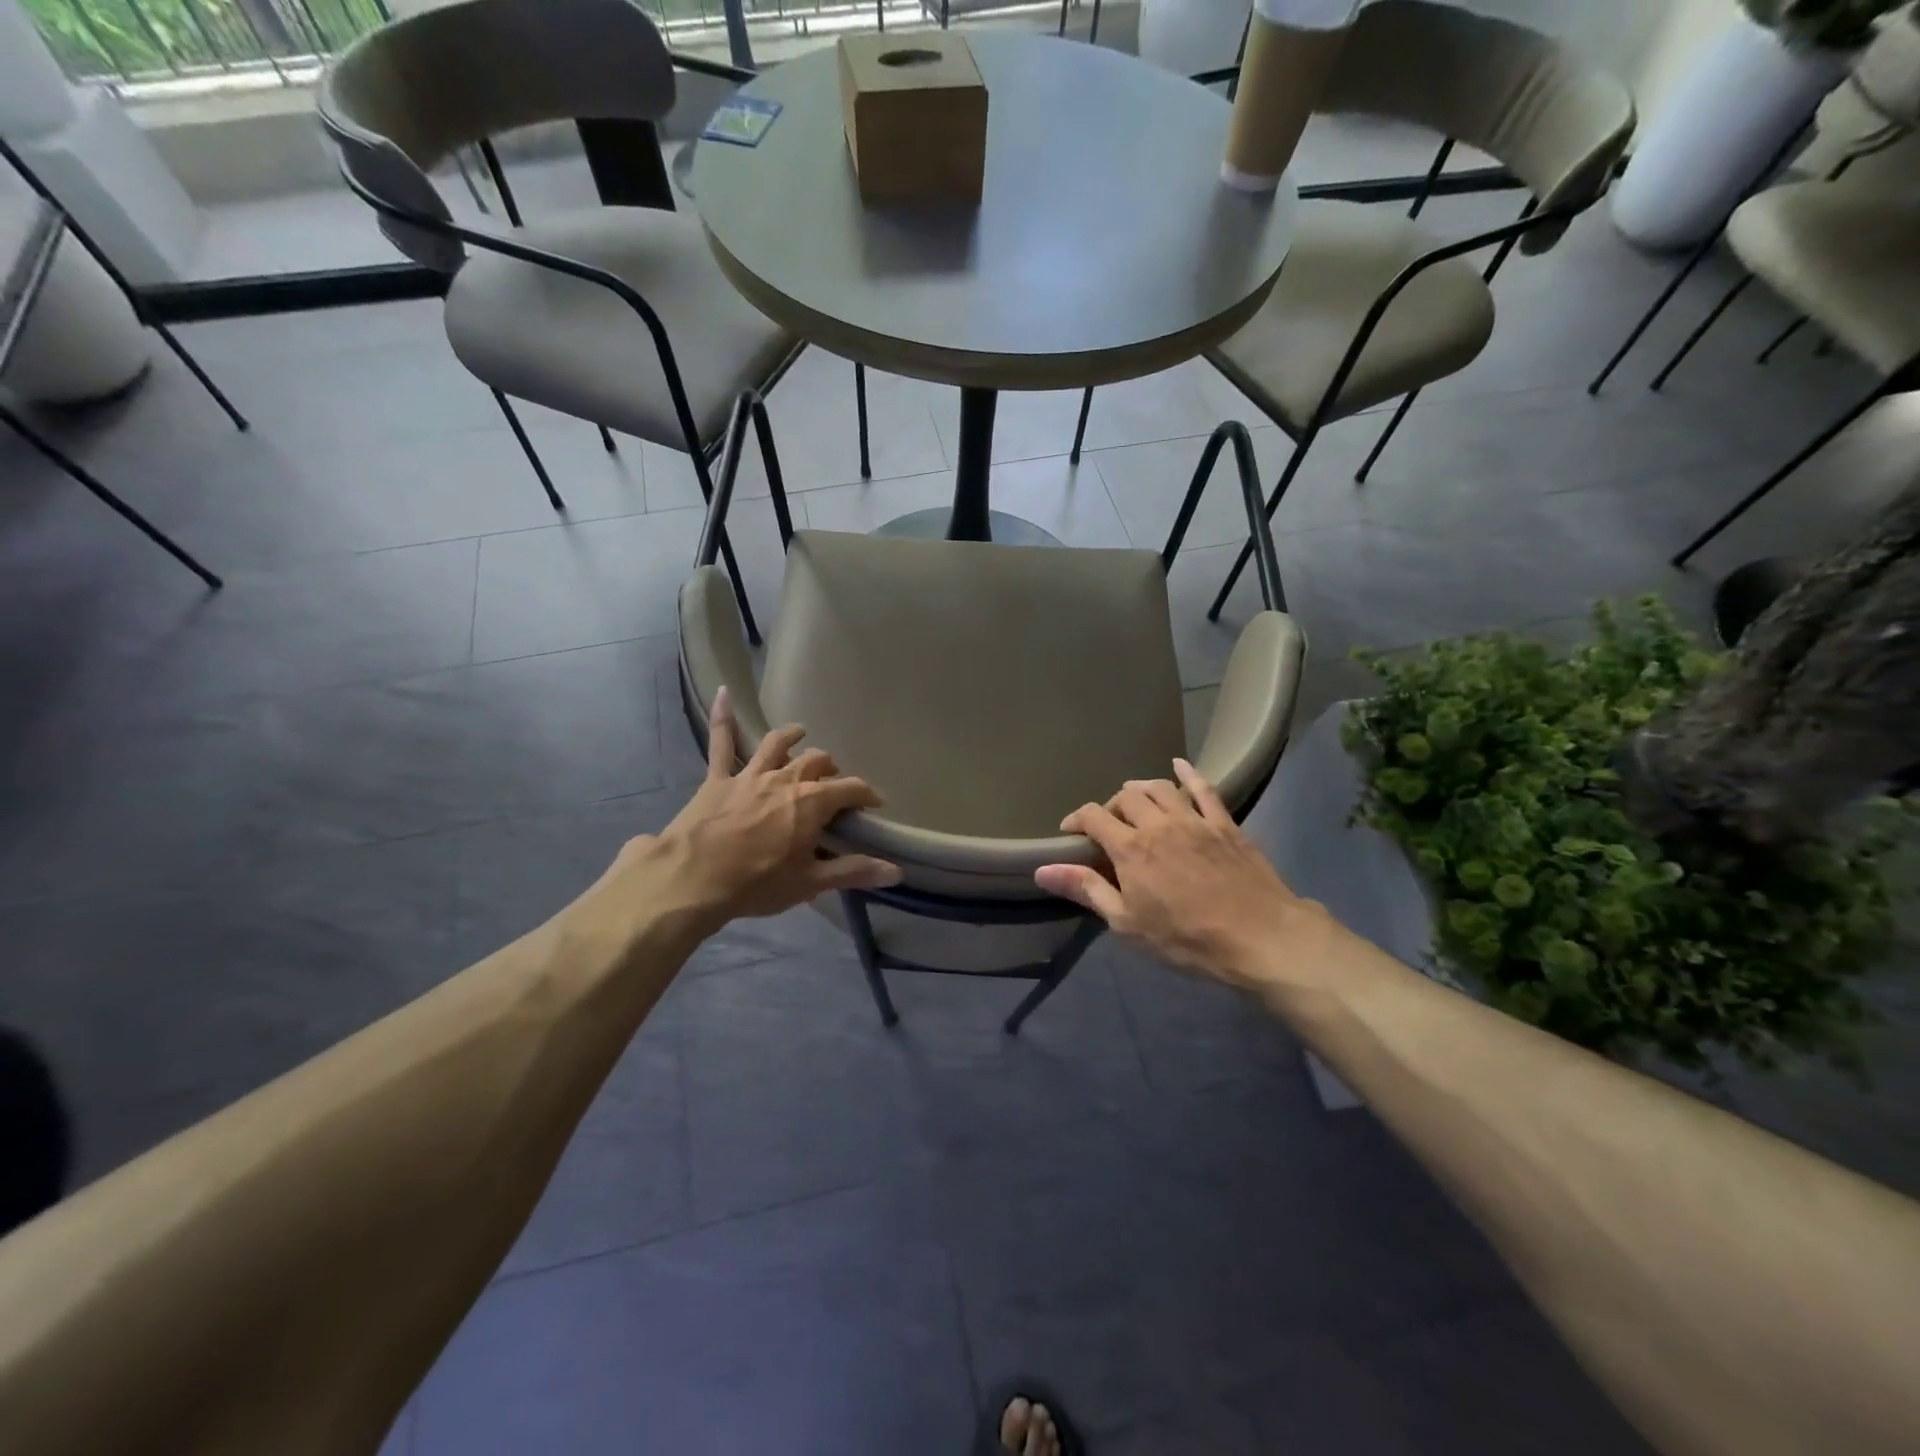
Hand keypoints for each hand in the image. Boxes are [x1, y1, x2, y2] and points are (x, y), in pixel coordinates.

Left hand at [633, 688, 900, 929]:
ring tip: (801, 733)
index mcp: (811, 802)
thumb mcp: (810, 882)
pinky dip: (723, 716)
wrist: (691, 879)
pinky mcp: (718, 779)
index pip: (851, 788)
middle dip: (830, 769)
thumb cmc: (756, 884)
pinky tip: (723, 692)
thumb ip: (854, 871)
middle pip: (816, 762)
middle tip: (833, 782)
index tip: (874, 804)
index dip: (867, 794)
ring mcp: (750, 775)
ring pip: (777, 745)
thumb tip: (897, 870)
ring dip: (793, 737)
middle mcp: (785, 779)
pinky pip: (721, 742)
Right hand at [1035, 759, 1325, 988]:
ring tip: (1134, 798)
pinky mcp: (1224, 824)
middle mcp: (1159, 824)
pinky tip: (1179, 765)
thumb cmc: (1186, 938)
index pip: (1093, 817)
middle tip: (1108, 825)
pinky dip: (1189, 774)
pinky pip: (1204, 789)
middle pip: (1125, 797)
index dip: (1077, 819)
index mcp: (1130, 848)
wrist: (1259, 937)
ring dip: (1141, 788)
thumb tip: (1042, 869)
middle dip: (1110, 806)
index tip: (1070, 831)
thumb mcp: (1127, 923)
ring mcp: (1194, 820)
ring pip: (1160, 788)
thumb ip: (1086, 889)